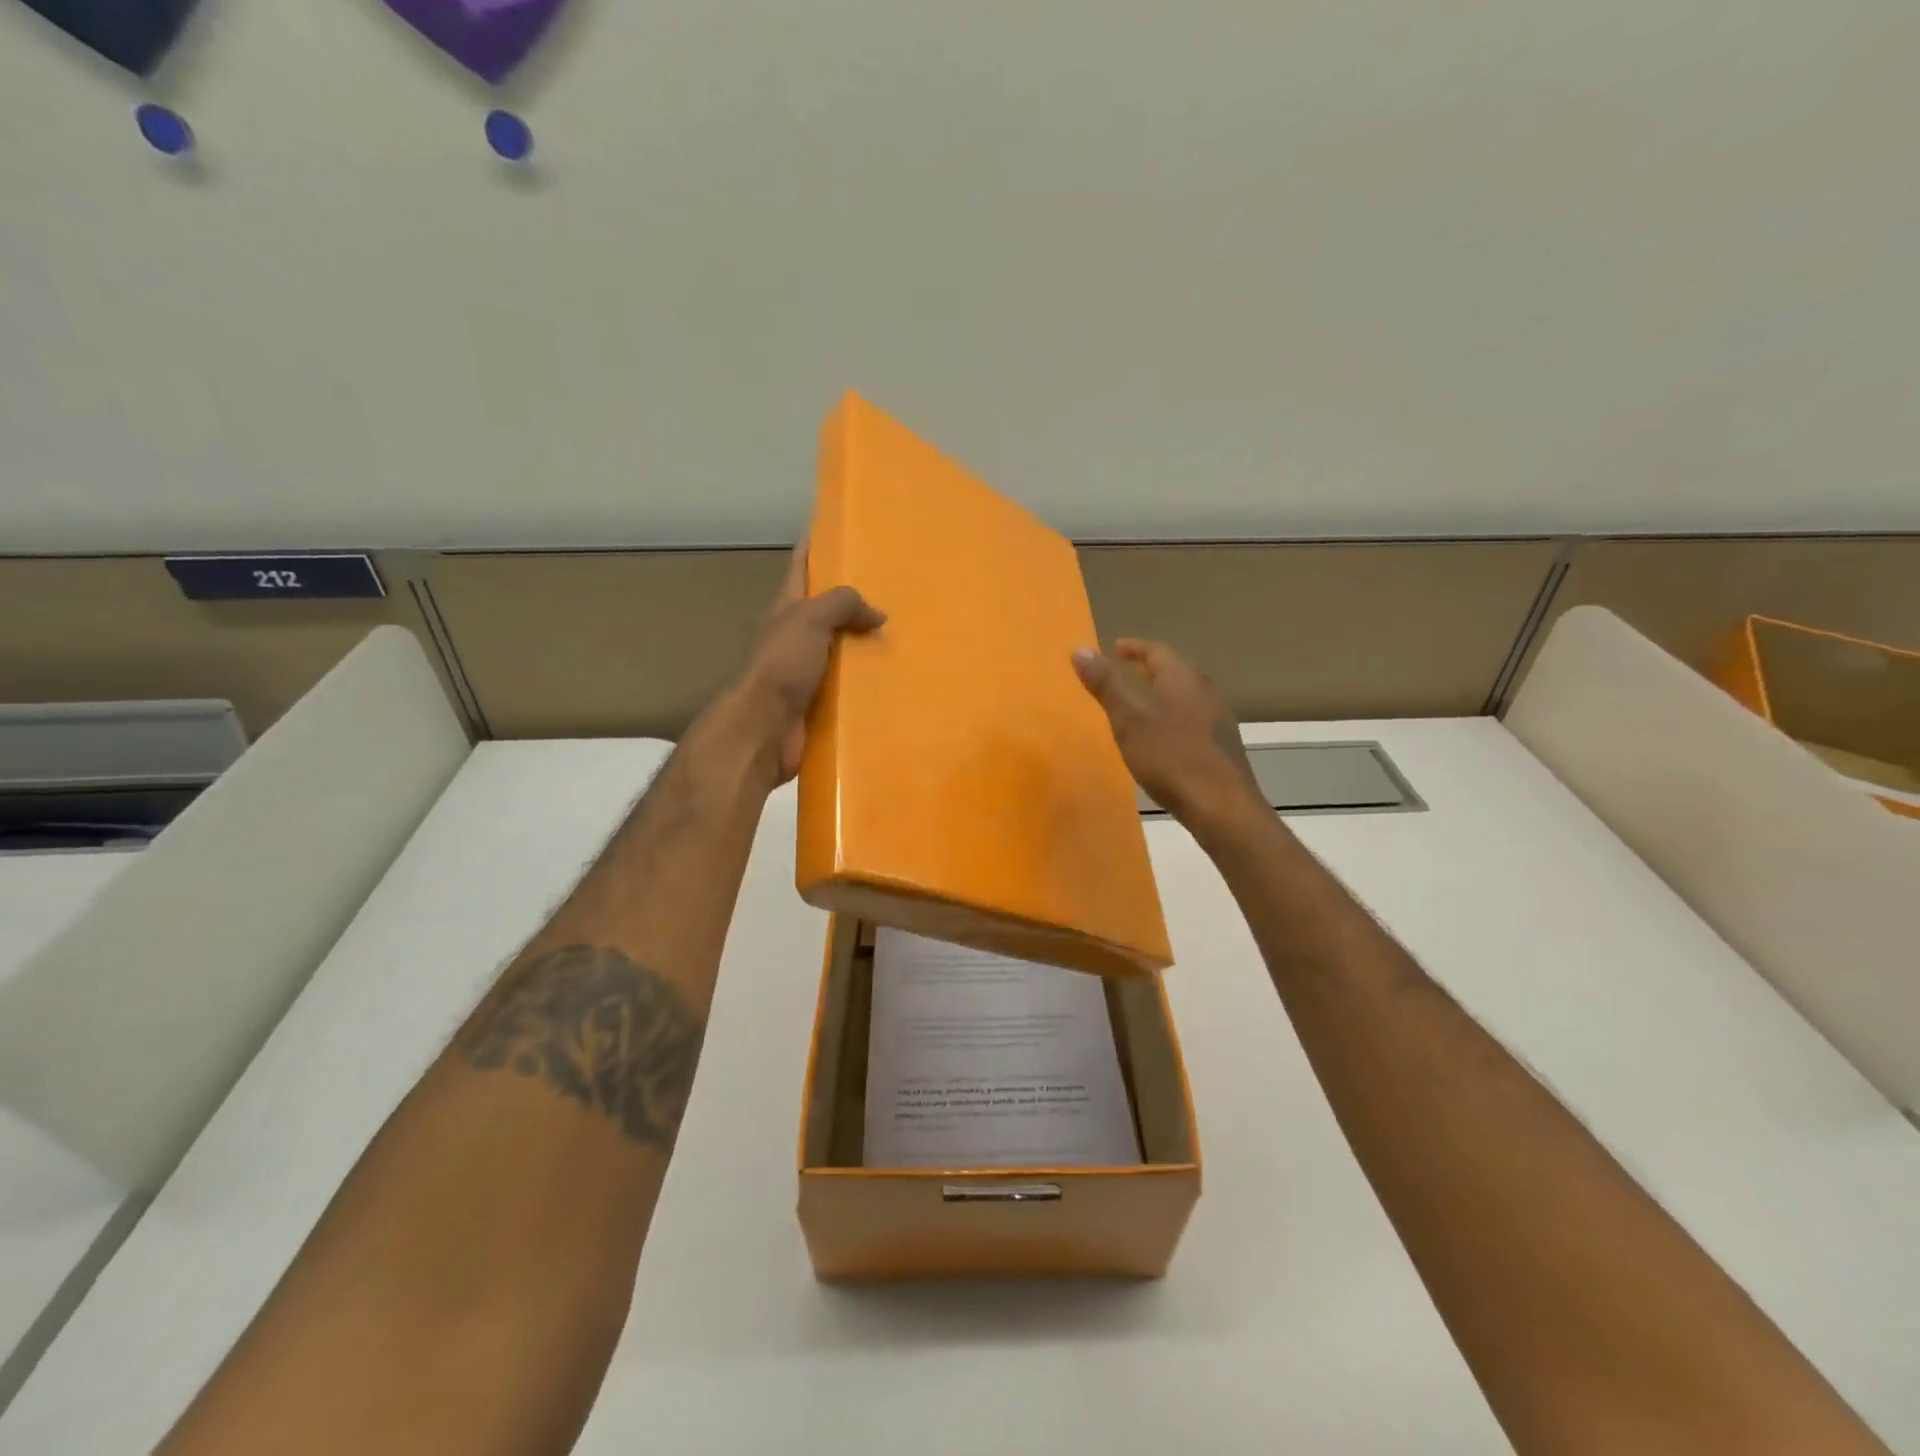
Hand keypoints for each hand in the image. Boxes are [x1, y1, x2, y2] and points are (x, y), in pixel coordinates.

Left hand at [718, 541, 884, 784]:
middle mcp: (795, 637)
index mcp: (787, 609)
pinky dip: (867, 682)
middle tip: (892, 589)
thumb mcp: (810, 619)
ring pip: (840, 650)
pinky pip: (848, 686)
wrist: (764, 728)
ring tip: (903, 635)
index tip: (835, 529)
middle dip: (853, 600)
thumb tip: (876, 613)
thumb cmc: (781, 665)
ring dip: (864, 645)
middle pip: (826, 611)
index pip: (801, 568)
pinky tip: (893, 680)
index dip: (815, 547)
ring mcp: (805, 671)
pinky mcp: (818, 702)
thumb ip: (842, 604)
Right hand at [1071, 639, 1266, 840]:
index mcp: (1182, 678)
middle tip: (1125, 671)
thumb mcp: (1129, 720)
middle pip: (1175, 670)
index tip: (1114, 647)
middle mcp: (1205, 691)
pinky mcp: (1221, 745)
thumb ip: (1106, 684)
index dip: (1134, 647)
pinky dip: (1172, 715)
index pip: (1156, 650)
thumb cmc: (1170, 758)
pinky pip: (1192, 717)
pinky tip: (1162, 737)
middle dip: (1149, 669)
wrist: (1222, 807)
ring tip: (1139, 704)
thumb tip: (1080, 649)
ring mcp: (1217, 719)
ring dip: (1161, 693)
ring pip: (1185, 695)